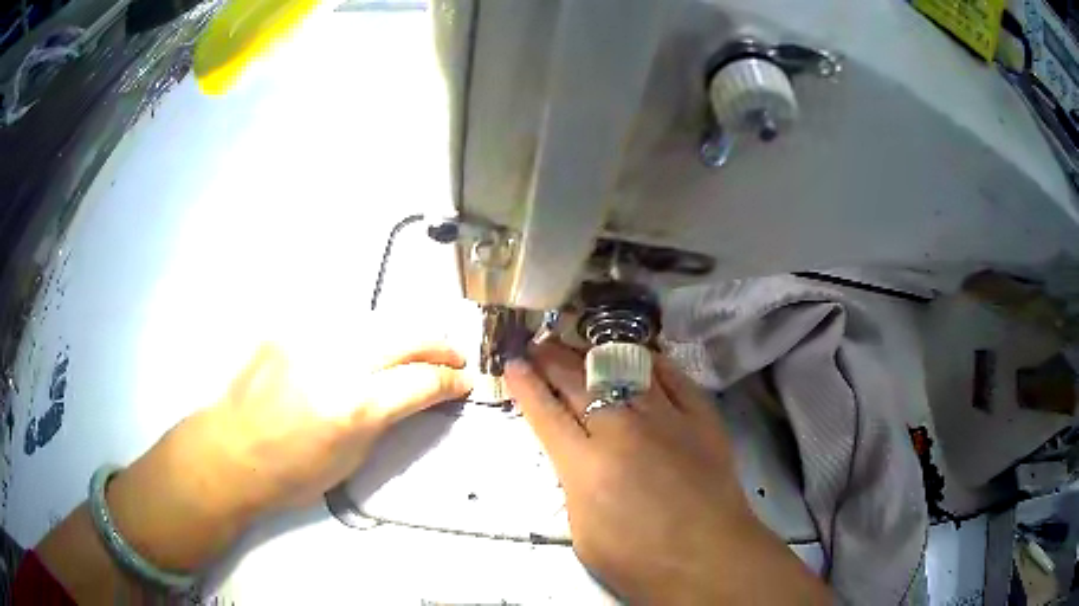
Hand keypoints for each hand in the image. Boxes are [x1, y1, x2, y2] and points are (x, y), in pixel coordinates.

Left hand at [105, 335, 471, 571]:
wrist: (232, 450)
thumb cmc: (292, 471)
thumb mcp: (352, 458)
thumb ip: (386, 417)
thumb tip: (413, 394)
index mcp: (355, 406)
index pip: (422, 380)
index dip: (452, 379)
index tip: (466, 381)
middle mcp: (337, 361)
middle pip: (406, 334)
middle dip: (439, 345)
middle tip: (453, 357)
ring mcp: (310, 336)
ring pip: (376, 320)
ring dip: (402, 336)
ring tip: (413, 350)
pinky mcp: (289, 327)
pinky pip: (339, 323)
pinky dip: (361, 335)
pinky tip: (361, 348)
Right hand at [504, 341, 830, 603]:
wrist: (711, 559)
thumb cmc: (641, 562)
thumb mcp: (584, 534)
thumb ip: (575, 488)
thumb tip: (578, 459)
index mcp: (585, 466)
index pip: (546, 413)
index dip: (525, 384)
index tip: (513, 362)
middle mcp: (622, 431)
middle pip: (578, 383)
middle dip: (552, 359)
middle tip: (539, 344)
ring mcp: (666, 418)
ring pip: (623, 370)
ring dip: (595, 354)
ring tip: (579, 344)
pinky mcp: (701, 418)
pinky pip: (674, 377)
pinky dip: (653, 363)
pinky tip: (641, 355)